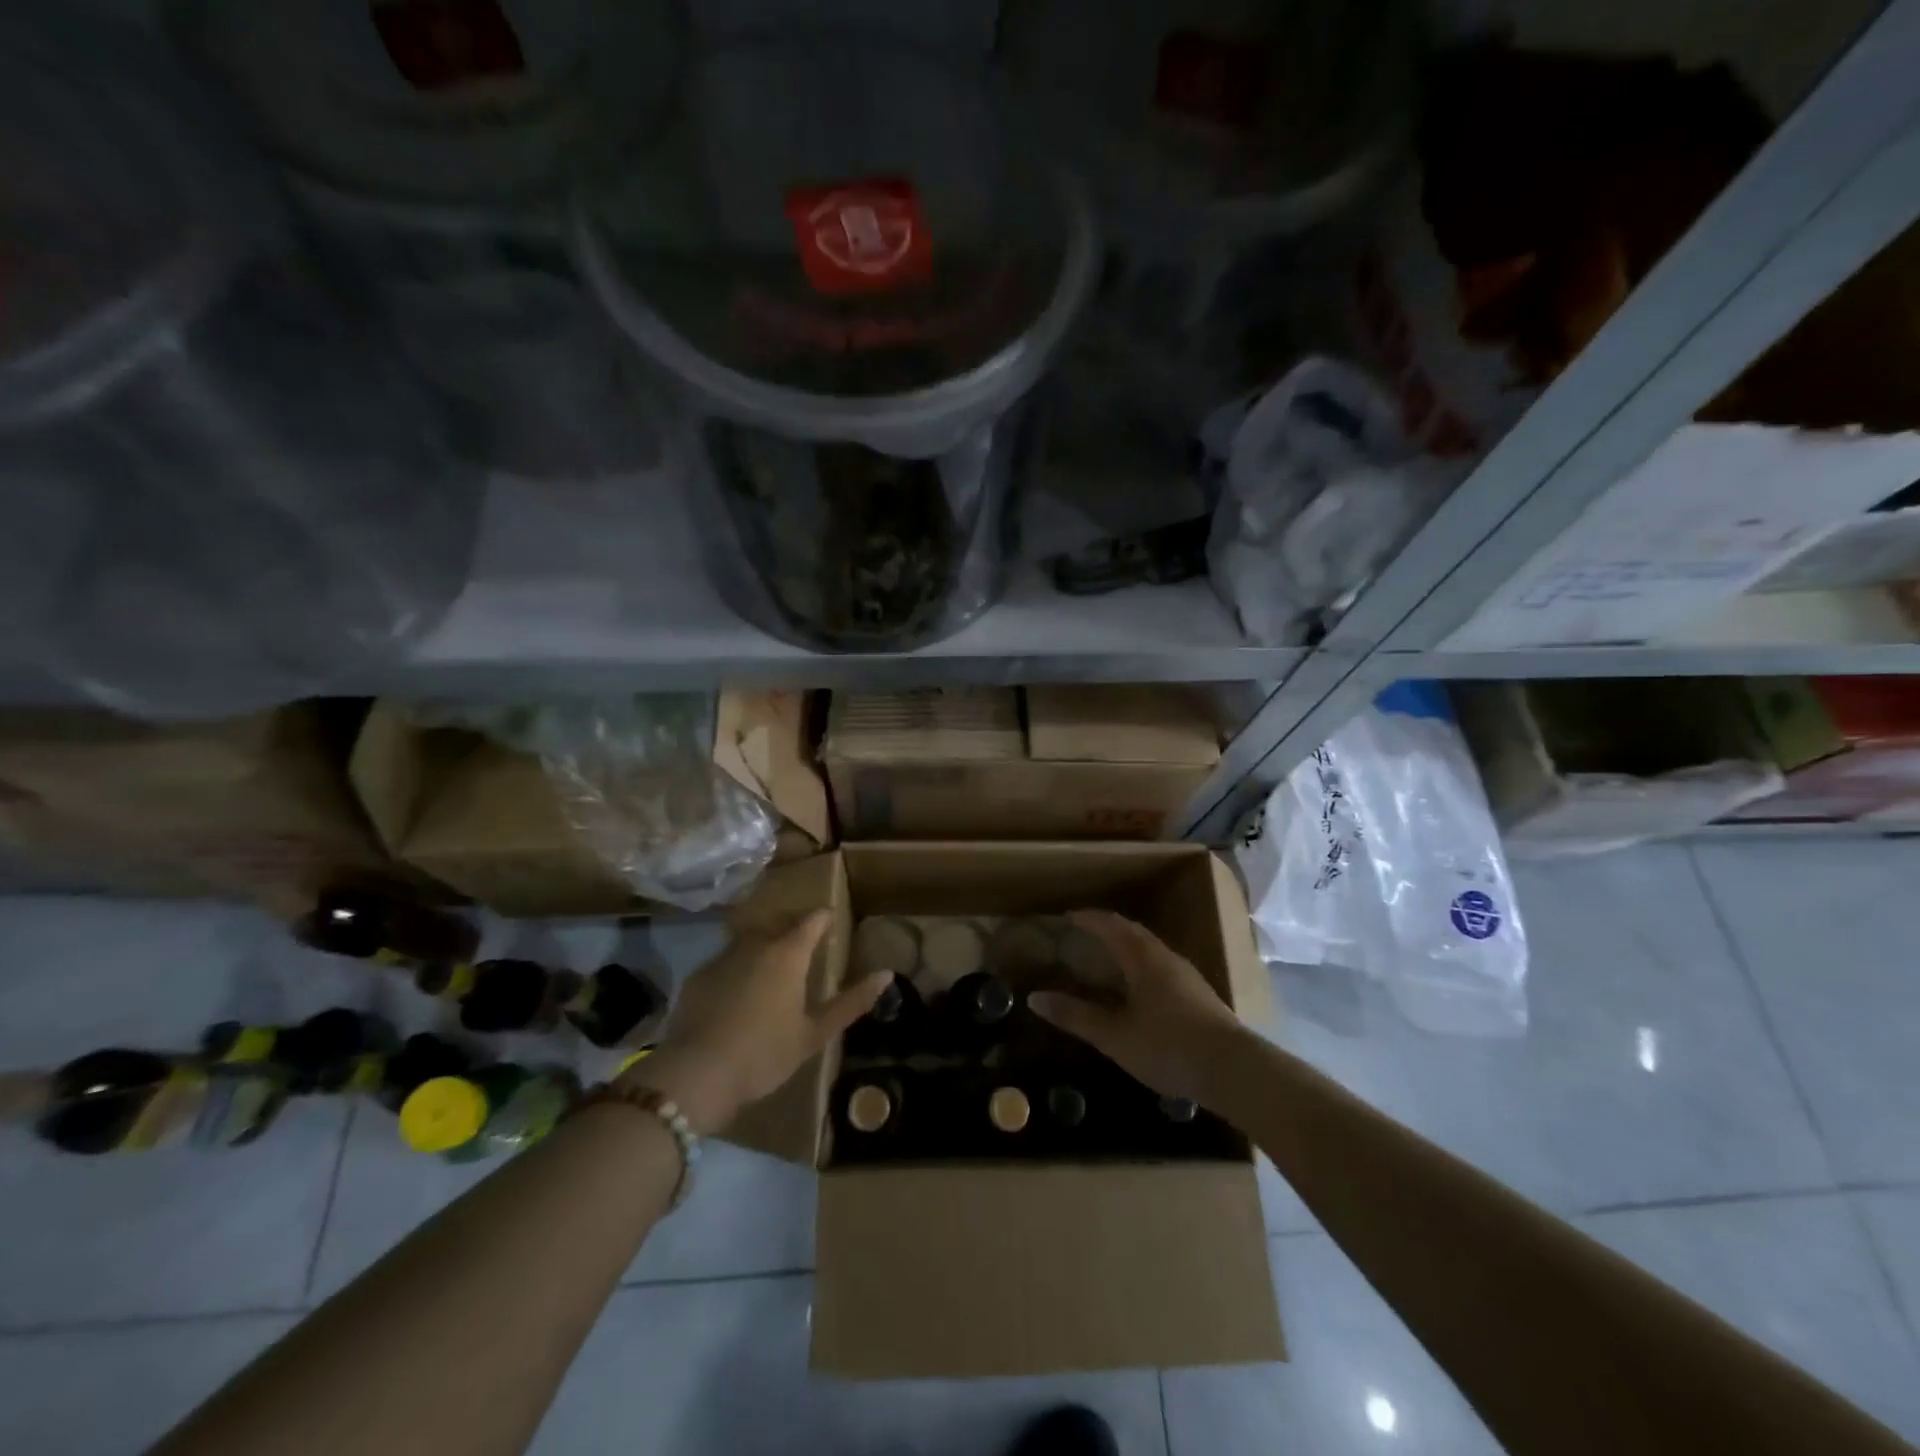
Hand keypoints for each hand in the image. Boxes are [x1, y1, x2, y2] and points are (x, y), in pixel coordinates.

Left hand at [623, 911, 887, 1133]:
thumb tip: (887, 974)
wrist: (696, 1075)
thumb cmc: (765, 1054)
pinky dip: (734, 971)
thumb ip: (852, 1002)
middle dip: (792, 933)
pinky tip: (734, 997)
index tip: (831, 923)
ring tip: (767, 974)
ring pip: (748, 942)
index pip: (812, 921)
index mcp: (788, 955)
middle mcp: (755, 945)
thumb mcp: (814, 1033)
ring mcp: (721, 958)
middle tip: (802, 954)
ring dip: (761, 949)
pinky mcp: (696, 977)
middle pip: (779, 927)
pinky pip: (723, 963)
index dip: (824, 920)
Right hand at [1030, 910, 1244, 1102]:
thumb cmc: (1168, 1047)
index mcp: (1143, 958)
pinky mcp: (1199, 995)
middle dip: (1107, 929)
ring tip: (1107, 960)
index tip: (1068, 917)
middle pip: (1133, 933)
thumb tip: (1034, 998)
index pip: (1111, 925)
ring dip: (1127, 948)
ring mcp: (1187, 976)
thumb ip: (1075, 1016)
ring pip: (1151, 950)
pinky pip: (1162, 967)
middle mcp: (1166, 957)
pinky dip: (1142, 966)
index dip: (1089, 919)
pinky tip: (1138, 990)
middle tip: (1083, 935)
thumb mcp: (1115, 1036)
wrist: (1234, 1070)